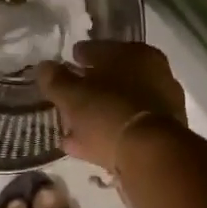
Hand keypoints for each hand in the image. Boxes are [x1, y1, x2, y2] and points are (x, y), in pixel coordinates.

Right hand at [37, 41, 187, 170]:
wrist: (151, 158)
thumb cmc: (110, 112)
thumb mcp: (73, 95)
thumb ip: (56, 80)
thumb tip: (44, 67)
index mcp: (137, 54)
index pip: (103, 49)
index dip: (82, 55)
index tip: (70, 61)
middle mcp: (155, 75)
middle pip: (114, 79)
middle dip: (90, 89)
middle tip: (69, 97)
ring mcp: (161, 107)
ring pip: (119, 106)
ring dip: (97, 115)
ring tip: (70, 129)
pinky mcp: (162, 138)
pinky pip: (125, 130)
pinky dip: (107, 135)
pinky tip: (85, 147)